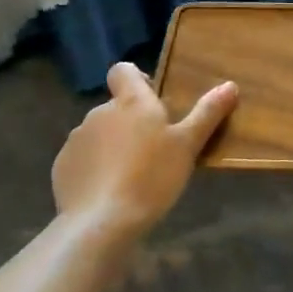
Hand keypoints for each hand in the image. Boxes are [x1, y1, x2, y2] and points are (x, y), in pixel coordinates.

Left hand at [52, 62, 237, 246]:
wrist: (102, 222)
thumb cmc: (152, 176)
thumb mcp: (188, 145)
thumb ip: (207, 113)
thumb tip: (230, 85)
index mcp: (131, 102)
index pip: (123, 70)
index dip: (136, 79)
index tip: (153, 101)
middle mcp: (100, 112)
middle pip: (116, 106)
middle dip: (131, 122)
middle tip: (154, 150)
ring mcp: (77, 139)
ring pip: (99, 133)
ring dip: (113, 145)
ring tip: (132, 176)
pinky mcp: (62, 166)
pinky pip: (83, 158)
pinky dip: (95, 168)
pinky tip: (109, 191)